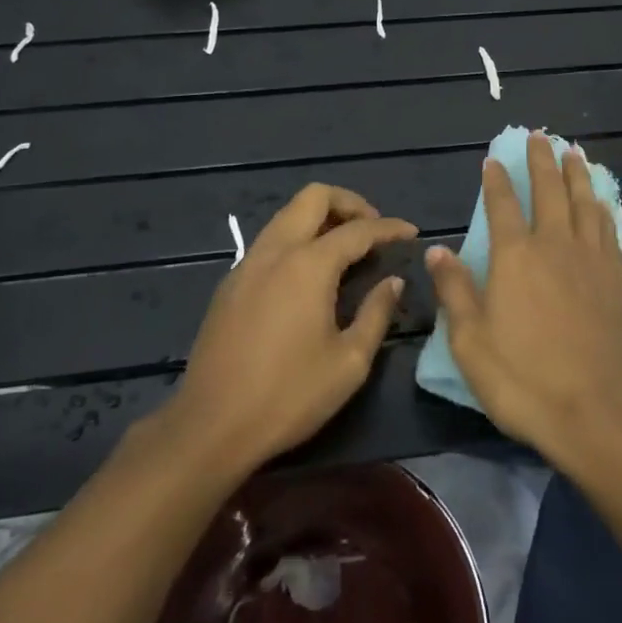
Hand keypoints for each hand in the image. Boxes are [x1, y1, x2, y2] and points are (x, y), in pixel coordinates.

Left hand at [164, 184, 413, 478]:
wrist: (210, 426)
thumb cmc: (288, 396)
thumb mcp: (349, 362)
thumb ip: (376, 313)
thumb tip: (393, 282)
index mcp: (308, 265)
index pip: (358, 230)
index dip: (389, 228)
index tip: (411, 232)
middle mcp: (276, 250)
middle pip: (313, 197)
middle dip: (349, 202)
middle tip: (372, 228)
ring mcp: (247, 263)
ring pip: (287, 214)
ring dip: (319, 217)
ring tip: (345, 245)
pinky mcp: (230, 283)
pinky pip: (269, 240)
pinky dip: (296, 238)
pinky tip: (308, 272)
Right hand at [425, 133, 621, 467]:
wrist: (599, 414)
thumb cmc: (524, 379)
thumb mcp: (471, 341)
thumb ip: (455, 290)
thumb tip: (438, 249)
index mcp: (515, 256)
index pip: (503, 205)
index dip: (497, 180)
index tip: (494, 159)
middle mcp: (554, 246)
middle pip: (549, 191)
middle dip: (542, 160)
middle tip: (540, 135)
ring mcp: (591, 260)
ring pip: (584, 202)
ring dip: (577, 174)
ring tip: (574, 152)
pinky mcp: (617, 280)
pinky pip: (609, 230)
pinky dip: (603, 208)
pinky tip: (603, 202)